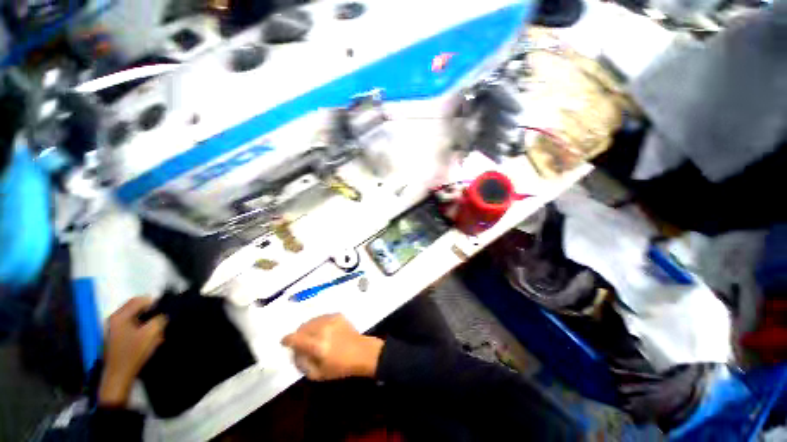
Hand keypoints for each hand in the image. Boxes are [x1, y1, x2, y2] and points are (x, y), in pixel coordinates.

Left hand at [99, 297, 166, 406]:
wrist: (119, 375)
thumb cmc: (133, 352)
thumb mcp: (151, 334)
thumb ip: (159, 319)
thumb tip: (164, 313)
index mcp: (120, 316)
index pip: (140, 300)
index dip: (155, 302)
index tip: (166, 309)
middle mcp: (115, 318)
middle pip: (136, 307)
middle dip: (151, 311)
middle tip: (162, 319)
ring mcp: (114, 327)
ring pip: (135, 316)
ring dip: (147, 319)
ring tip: (156, 329)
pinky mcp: (116, 335)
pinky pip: (132, 324)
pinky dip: (142, 326)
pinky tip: (149, 335)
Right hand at [282, 314, 383, 380]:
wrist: (362, 352)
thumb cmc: (340, 367)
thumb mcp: (317, 374)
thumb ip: (302, 363)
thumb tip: (294, 352)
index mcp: (317, 345)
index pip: (296, 338)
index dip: (287, 340)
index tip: (284, 342)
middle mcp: (323, 329)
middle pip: (302, 327)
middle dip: (299, 335)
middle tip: (302, 342)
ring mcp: (331, 320)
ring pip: (311, 320)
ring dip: (308, 328)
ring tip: (313, 336)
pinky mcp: (337, 315)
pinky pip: (321, 317)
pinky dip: (318, 323)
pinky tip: (323, 330)